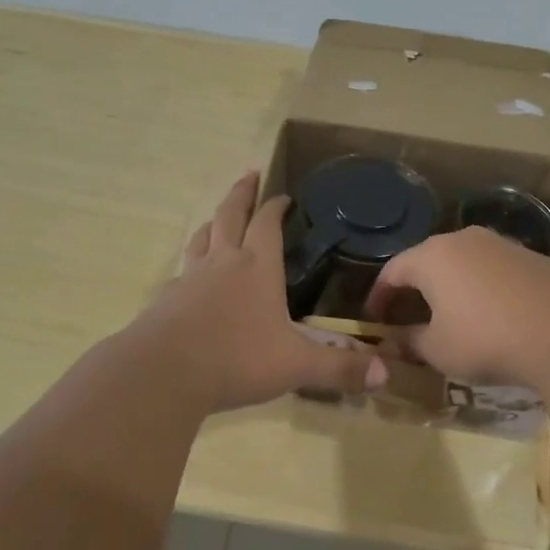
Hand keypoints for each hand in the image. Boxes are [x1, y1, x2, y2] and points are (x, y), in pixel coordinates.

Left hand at [137, 173, 386, 412]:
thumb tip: (386, 374)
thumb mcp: (296, 365)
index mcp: (257, 268)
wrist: (163, 374)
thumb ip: (339, 368)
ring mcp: (189, 279)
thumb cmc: (236, 360)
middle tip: (249, 175)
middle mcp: (223, 263)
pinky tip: (189, 279)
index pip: (267, 224)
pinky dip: (190, 267)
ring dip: (213, 223)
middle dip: (241, 194)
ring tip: (218, 218)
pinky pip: (181, 273)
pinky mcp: (166, 300)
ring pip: (201, 238)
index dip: (276, 207)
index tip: (283, 195)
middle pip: (230, 216)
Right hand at [365, 226, 549, 386]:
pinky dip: (479, 289)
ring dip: (448, 287)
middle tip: (407, 317)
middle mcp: (463, 240)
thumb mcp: (438, 349)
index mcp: (432, 256)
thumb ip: (410, 342)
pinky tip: (488, 315)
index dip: (379, 296)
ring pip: (461, 263)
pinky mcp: (531, 257)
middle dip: (413, 289)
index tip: (375, 319)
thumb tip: (394, 340)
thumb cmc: (486, 338)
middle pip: (427, 261)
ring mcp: (500, 245)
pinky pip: (491, 270)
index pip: (392, 270)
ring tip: (448, 316)